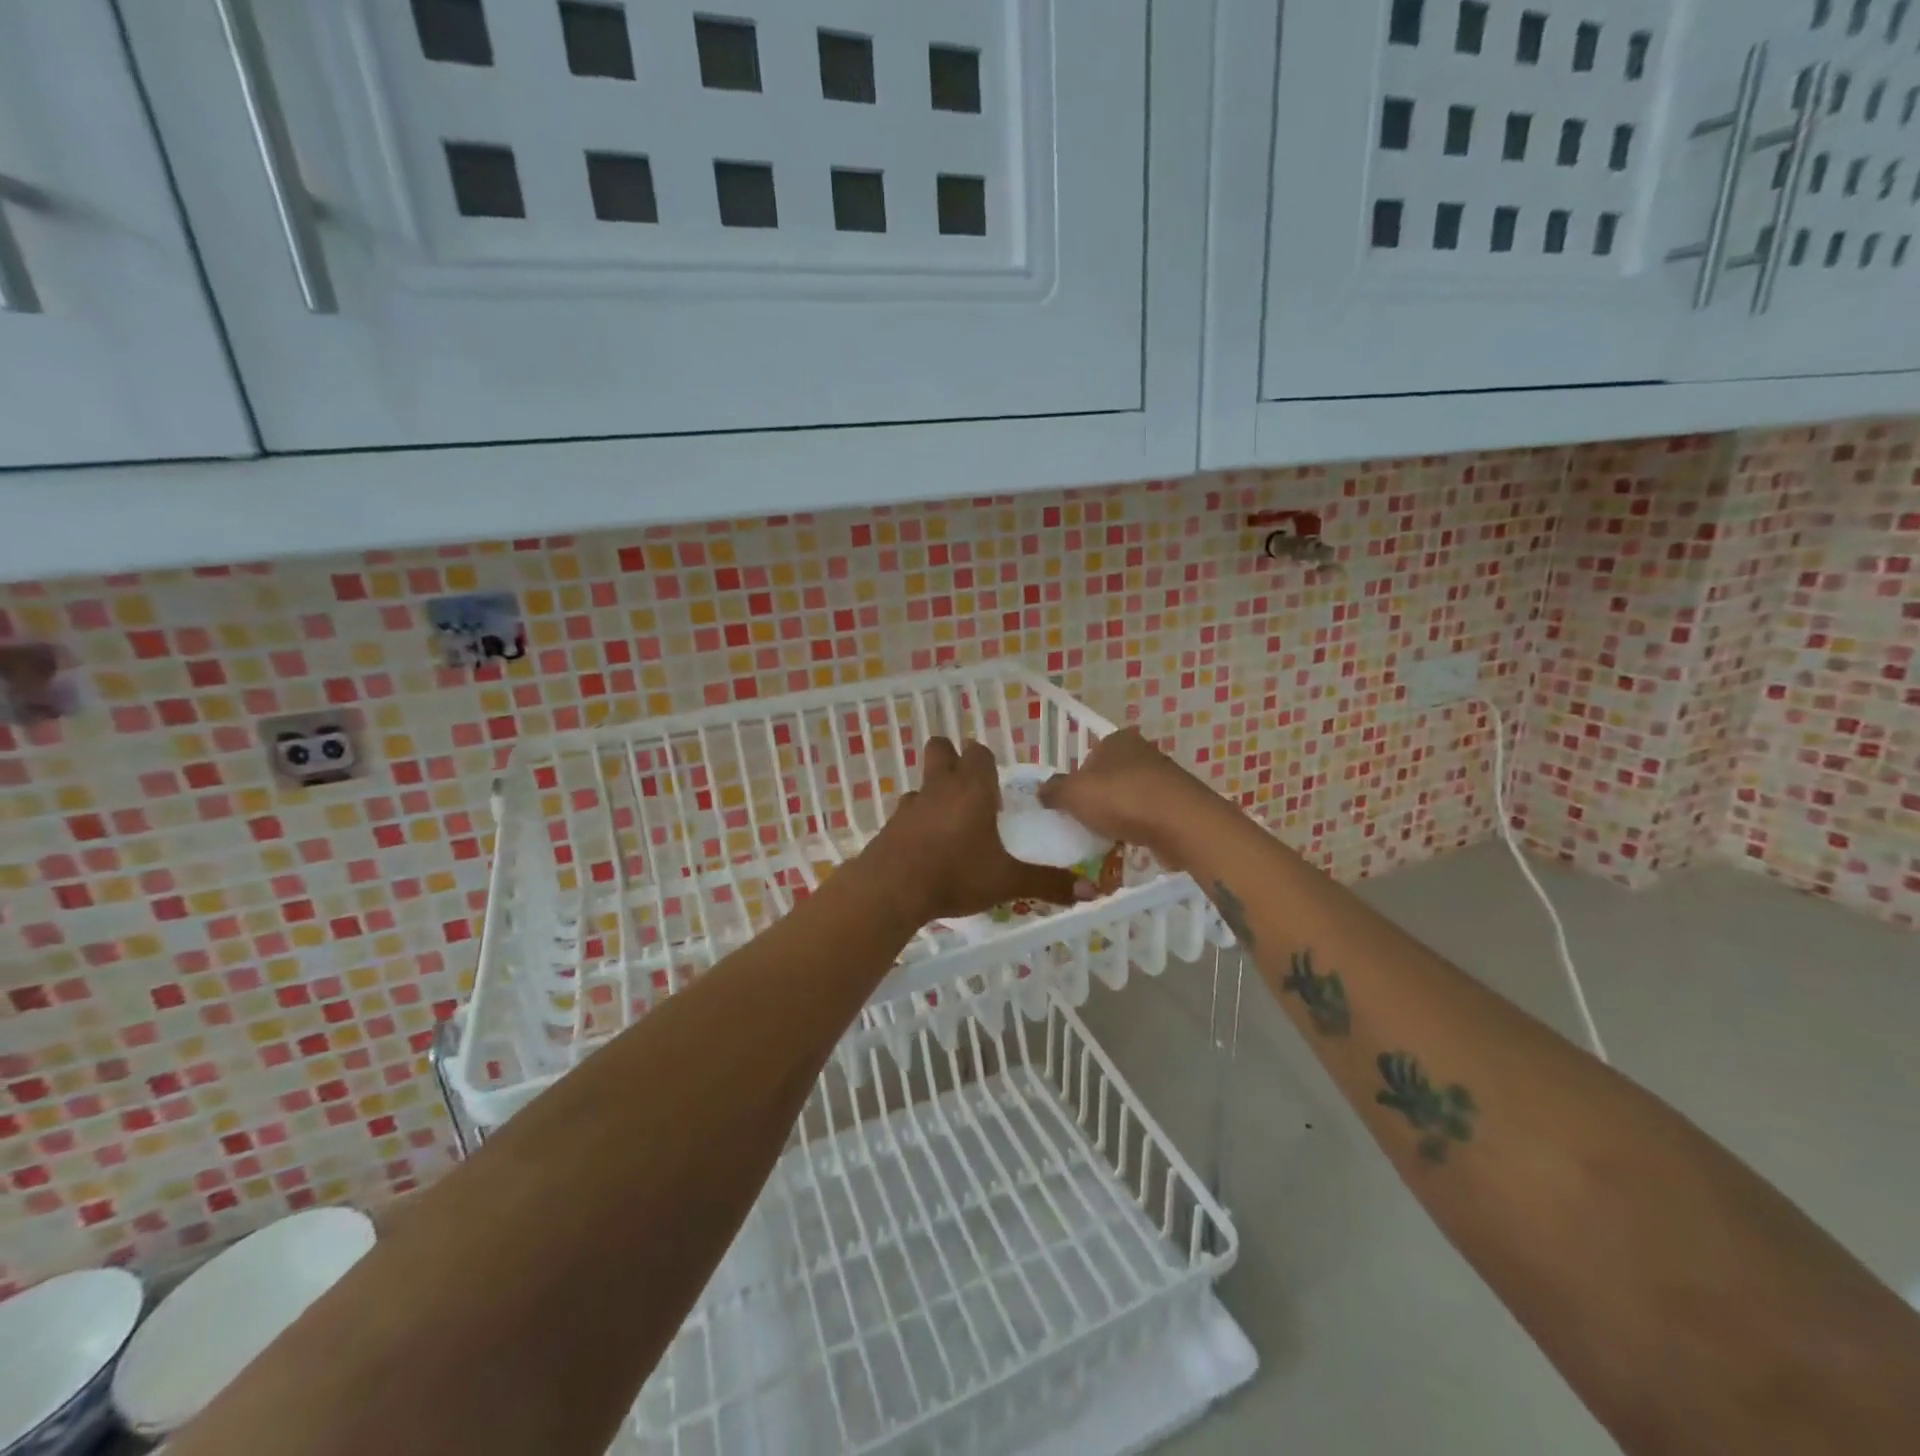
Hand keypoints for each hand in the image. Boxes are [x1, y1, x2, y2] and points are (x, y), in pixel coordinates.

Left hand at [868, 738, 1085, 922]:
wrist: (891, 889)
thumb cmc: (956, 874)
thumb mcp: (1007, 881)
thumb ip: (1047, 883)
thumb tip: (1091, 891)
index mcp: (972, 788)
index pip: (978, 752)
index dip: (986, 761)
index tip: (995, 783)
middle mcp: (940, 787)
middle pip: (941, 749)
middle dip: (952, 759)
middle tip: (969, 789)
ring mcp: (910, 804)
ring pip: (923, 783)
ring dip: (934, 794)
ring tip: (950, 824)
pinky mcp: (890, 825)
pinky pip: (907, 813)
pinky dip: (917, 822)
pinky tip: (927, 849)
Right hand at [1038, 729, 1218, 870]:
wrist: (1181, 823)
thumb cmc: (1122, 799)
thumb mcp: (1074, 794)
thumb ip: (1053, 791)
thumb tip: (1042, 791)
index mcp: (1116, 740)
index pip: (1088, 756)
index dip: (1077, 781)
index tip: (1071, 805)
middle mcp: (1142, 751)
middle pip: (1109, 777)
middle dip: (1098, 798)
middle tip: (1085, 822)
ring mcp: (1164, 776)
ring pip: (1130, 796)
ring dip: (1119, 814)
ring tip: (1107, 836)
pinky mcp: (1178, 802)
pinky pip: (1148, 814)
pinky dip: (1138, 826)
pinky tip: (1131, 841)